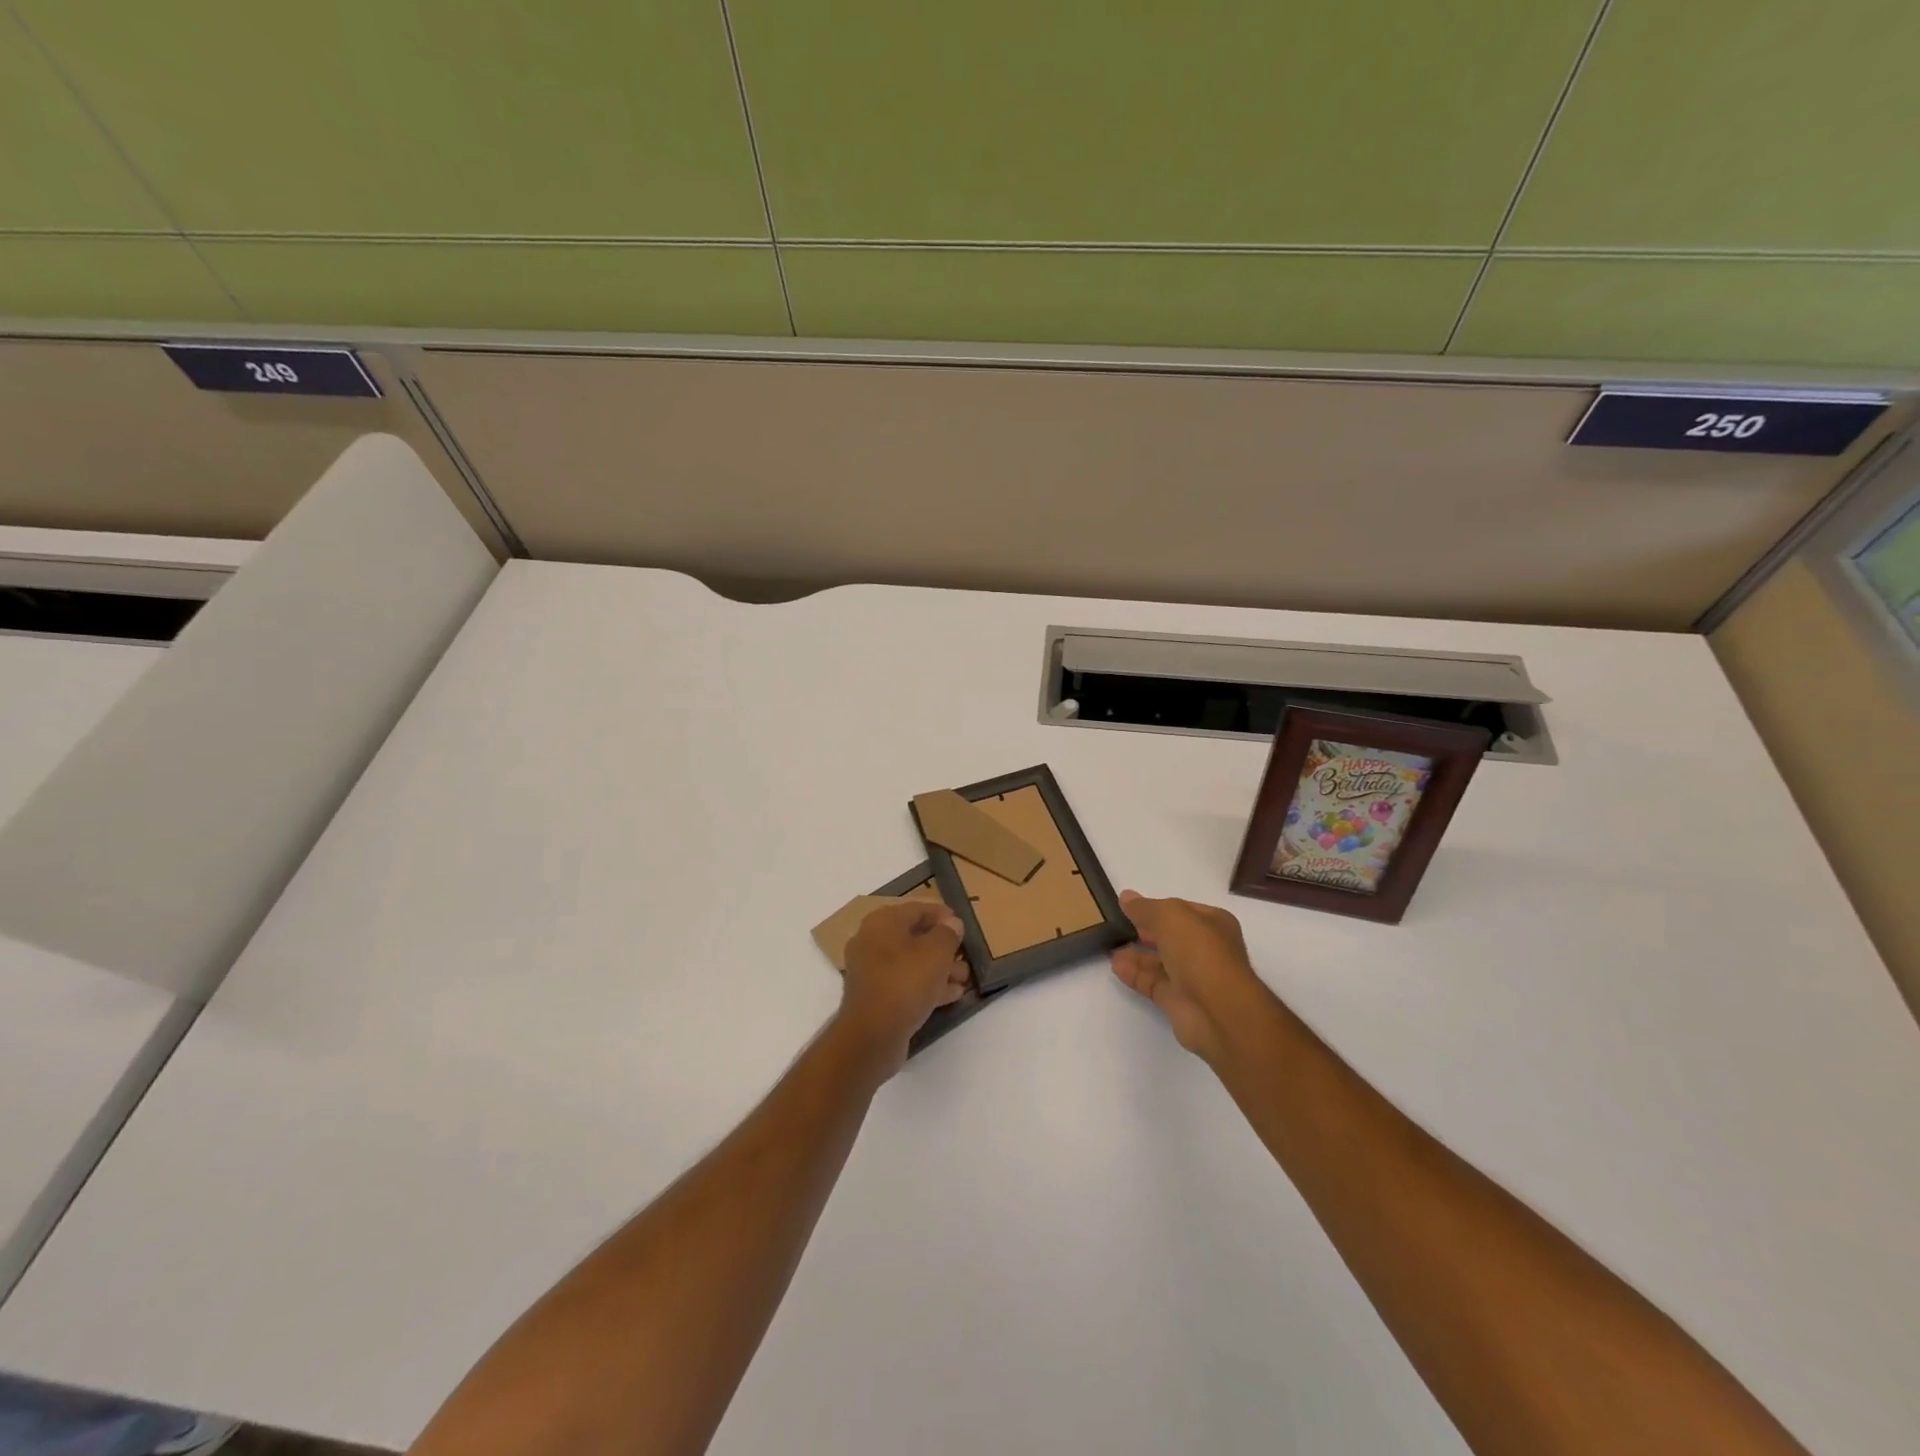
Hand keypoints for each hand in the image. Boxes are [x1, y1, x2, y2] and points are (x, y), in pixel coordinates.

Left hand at [839, 901, 968, 1072]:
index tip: (963, 924)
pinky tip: (951, 994)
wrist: (872, 1036)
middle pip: (914, 936)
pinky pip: (905, 983)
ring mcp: (871, 971)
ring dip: (939, 968)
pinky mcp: (875, 997)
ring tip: (964, 978)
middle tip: (965, 955)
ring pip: (911, 962)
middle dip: (943, 946)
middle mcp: (872, 941)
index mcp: (882, 922)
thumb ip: (948, 933)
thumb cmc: (905, 983)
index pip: (917, 908)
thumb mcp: (936, 953)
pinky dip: (927, 986)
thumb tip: (952, 923)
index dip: (942, 914)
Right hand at [1110, 891, 1267, 1062]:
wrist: (1218, 1011)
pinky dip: (1135, 974)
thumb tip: (1126, 897)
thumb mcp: (1170, 916)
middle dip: (1144, 930)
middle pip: (1170, 936)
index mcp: (1213, 923)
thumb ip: (1145, 907)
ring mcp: (1193, 977)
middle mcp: (1206, 949)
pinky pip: (1153, 983)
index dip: (1155, 907)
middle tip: (1116, 925)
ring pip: (1160, 961)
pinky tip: (1116, 966)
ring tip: (1110, 945)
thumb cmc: (1199, 952)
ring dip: (1136, 953)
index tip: (1128, 906)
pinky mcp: (1179, 1002)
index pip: (1181, 910)